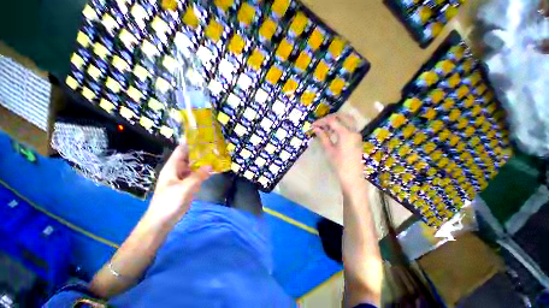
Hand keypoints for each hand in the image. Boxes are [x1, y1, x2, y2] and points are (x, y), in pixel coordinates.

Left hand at [145, 143, 210, 226]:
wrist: (162, 220)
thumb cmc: (169, 202)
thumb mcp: (184, 188)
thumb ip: (198, 176)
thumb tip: (210, 165)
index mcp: (172, 167)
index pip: (181, 150)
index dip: (190, 143)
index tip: (203, 138)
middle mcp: (178, 170)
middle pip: (190, 157)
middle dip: (200, 152)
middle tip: (214, 147)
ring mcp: (183, 178)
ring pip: (194, 166)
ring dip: (204, 162)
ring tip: (216, 156)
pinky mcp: (188, 185)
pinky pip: (197, 175)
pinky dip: (204, 172)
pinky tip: (213, 170)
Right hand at [313, 113, 363, 186]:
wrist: (352, 176)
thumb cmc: (339, 164)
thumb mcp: (329, 150)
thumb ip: (323, 137)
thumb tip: (315, 128)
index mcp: (345, 133)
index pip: (332, 121)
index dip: (321, 121)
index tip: (313, 125)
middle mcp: (353, 130)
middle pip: (342, 116)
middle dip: (330, 117)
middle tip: (320, 124)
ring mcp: (357, 134)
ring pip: (348, 119)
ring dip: (336, 120)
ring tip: (326, 127)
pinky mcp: (357, 138)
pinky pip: (350, 126)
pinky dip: (341, 125)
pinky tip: (333, 131)